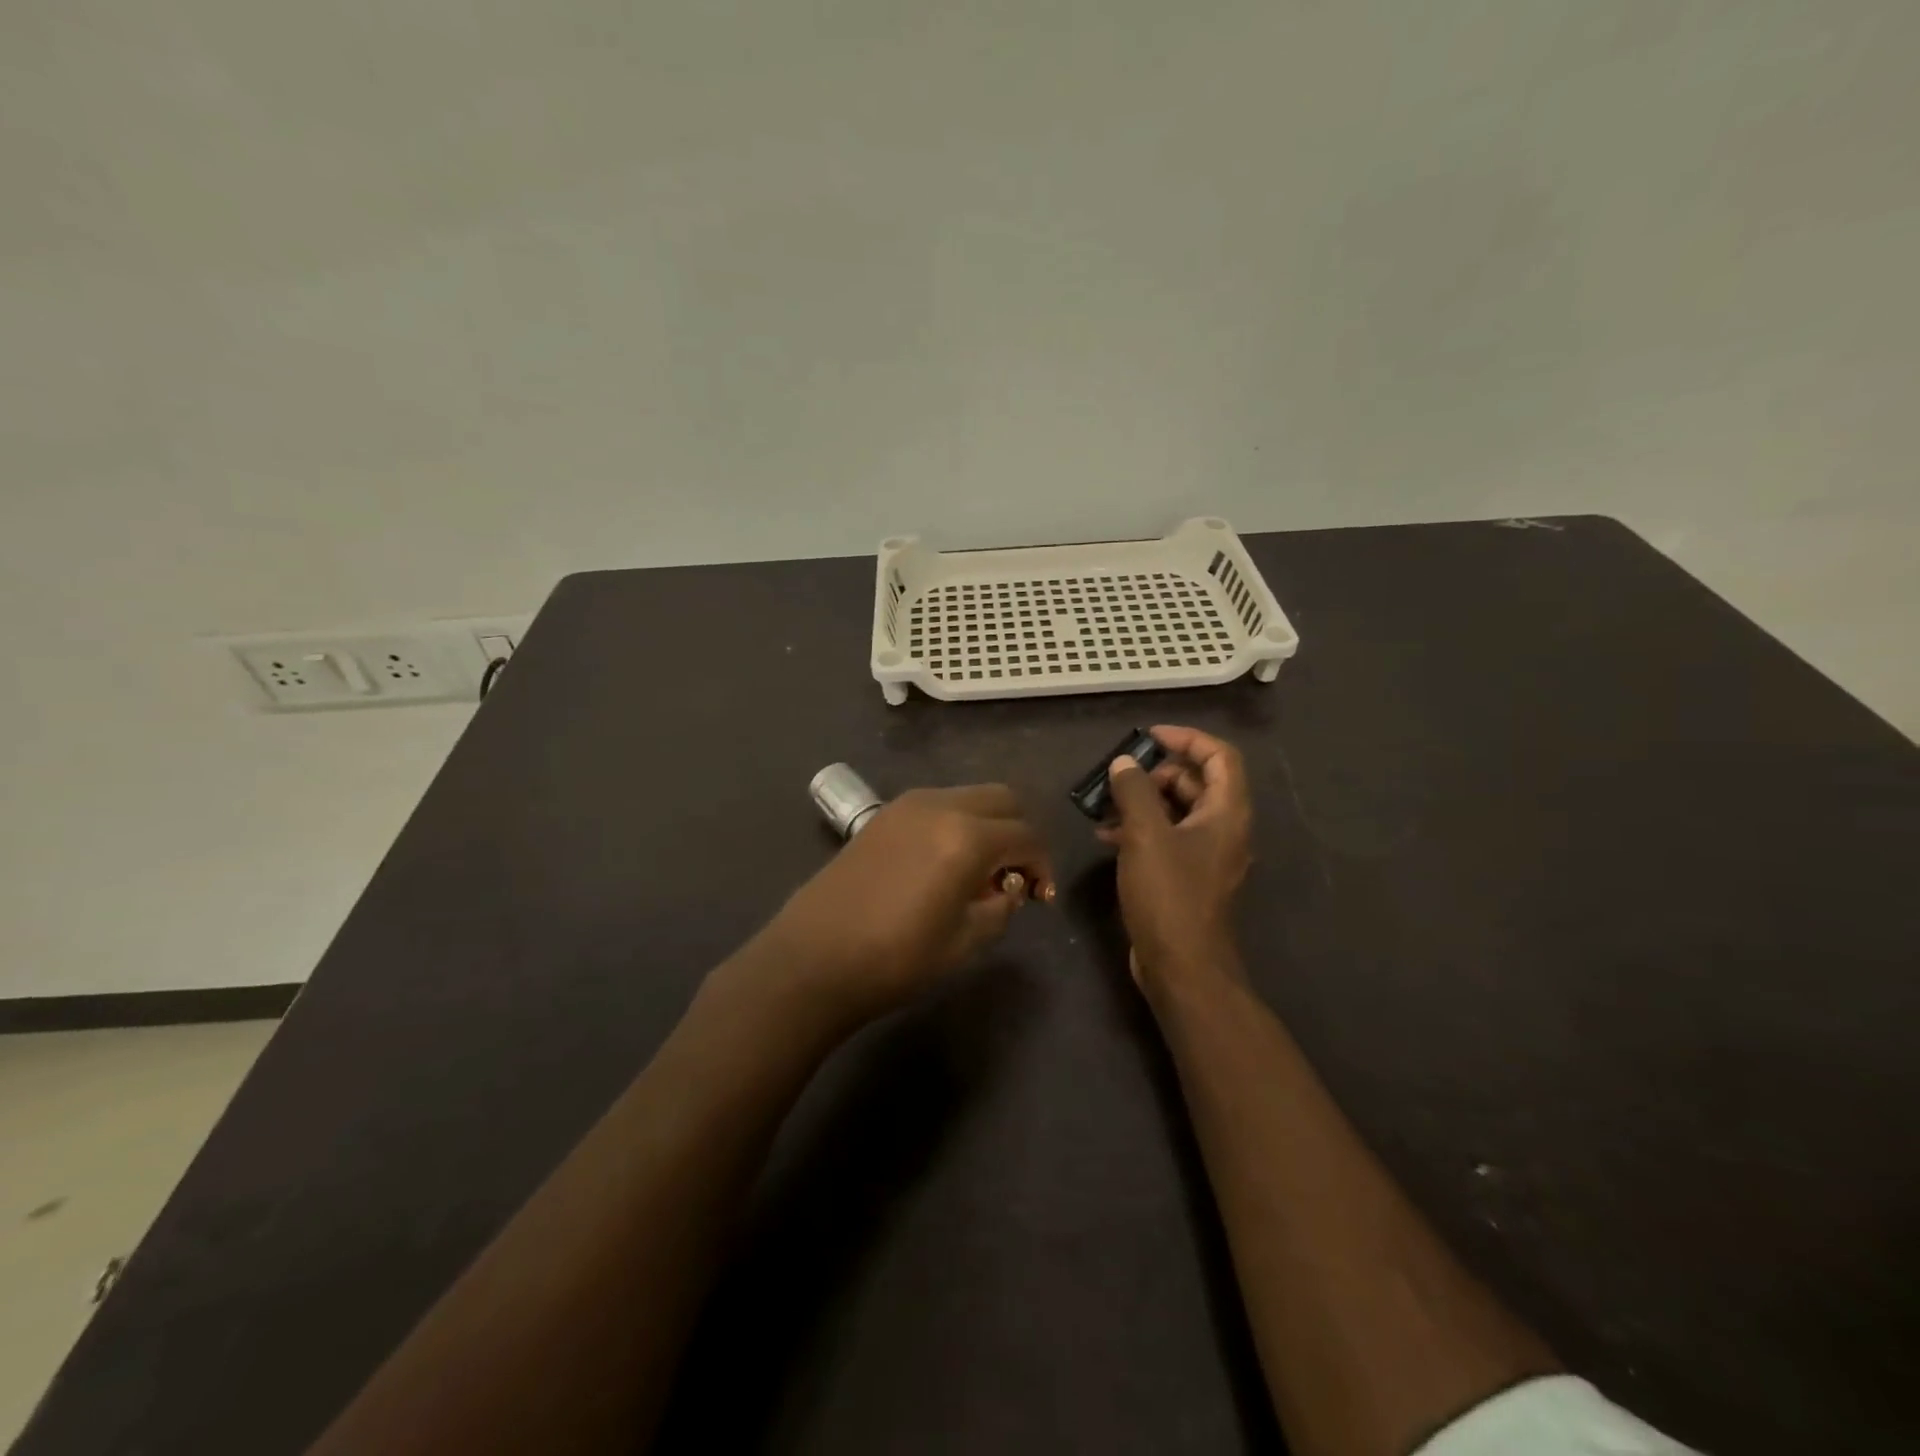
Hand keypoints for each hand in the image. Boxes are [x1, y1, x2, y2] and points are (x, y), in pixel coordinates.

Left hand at [751, 785, 1053, 1024]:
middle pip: (1003, 799)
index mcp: (967, 837)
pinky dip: (956, 824)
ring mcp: (907, 805)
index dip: (1042, 865)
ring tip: (979, 873)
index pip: (1026, 835)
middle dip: (1020, 833)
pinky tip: (944, 864)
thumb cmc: (895, 958)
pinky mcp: (883, 815)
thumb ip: (1000, 907)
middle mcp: (940, 806)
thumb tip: (1010, 888)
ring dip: (988, 825)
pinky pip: (937, 805)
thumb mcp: (964, 942)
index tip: (1041, 898)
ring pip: (969, 797)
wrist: (812, 958)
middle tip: (1016, 876)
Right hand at [1100, 725, 1251, 993]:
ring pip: (1177, 811)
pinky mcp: (1186, 877)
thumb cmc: (1169, 895)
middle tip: (1121, 775)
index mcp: (1226, 813)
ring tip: (1105, 803)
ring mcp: (1205, 855)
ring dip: (1143, 801)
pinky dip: (1140, 829)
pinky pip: (1166, 838)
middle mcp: (1223, 829)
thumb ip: (1134, 792)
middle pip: (1197, 782)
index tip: (1149, 736)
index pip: (1220, 756)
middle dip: (1157, 772)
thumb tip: (1124, 763)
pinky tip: (1106, 835)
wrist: (1182, 967)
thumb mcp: (1146, 836)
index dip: (1187, 739)